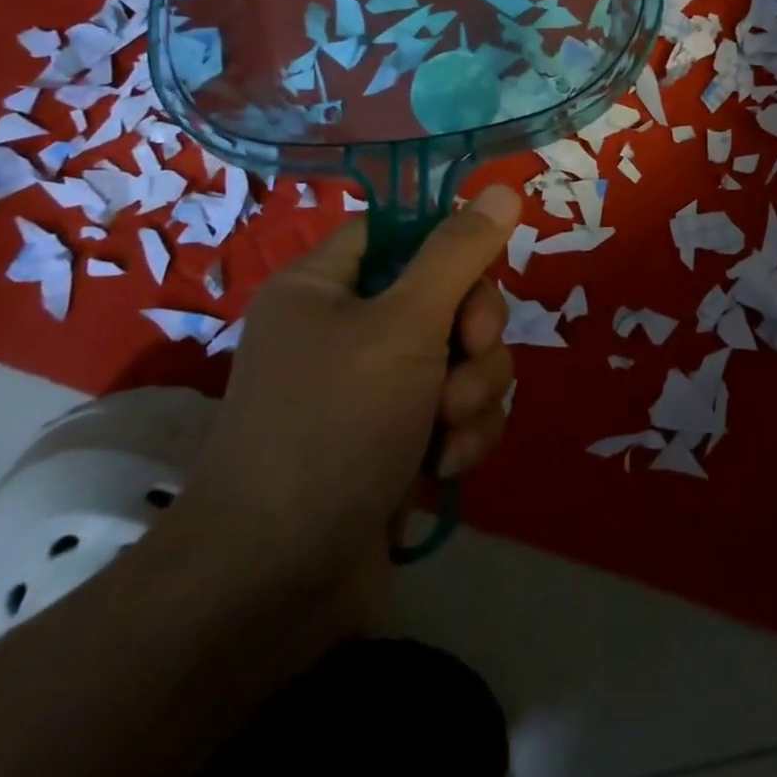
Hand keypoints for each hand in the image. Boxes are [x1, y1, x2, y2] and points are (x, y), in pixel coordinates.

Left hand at [173, 185, 521, 593]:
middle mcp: (348, 330)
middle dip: (474, 333)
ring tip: (448, 433)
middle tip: (465, 360)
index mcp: (325, 286)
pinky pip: (458, 410)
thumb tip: (503, 189)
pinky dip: (464, 434)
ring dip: (474, 391)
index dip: (447, 244)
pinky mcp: (400, 441)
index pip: (400, 230)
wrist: (273, 586)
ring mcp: (376, 390)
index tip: (478, 273)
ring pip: (464, 357)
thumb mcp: (404, 326)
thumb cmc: (332, 429)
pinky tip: (447, 468)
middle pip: (447, 295)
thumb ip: (459, 254)